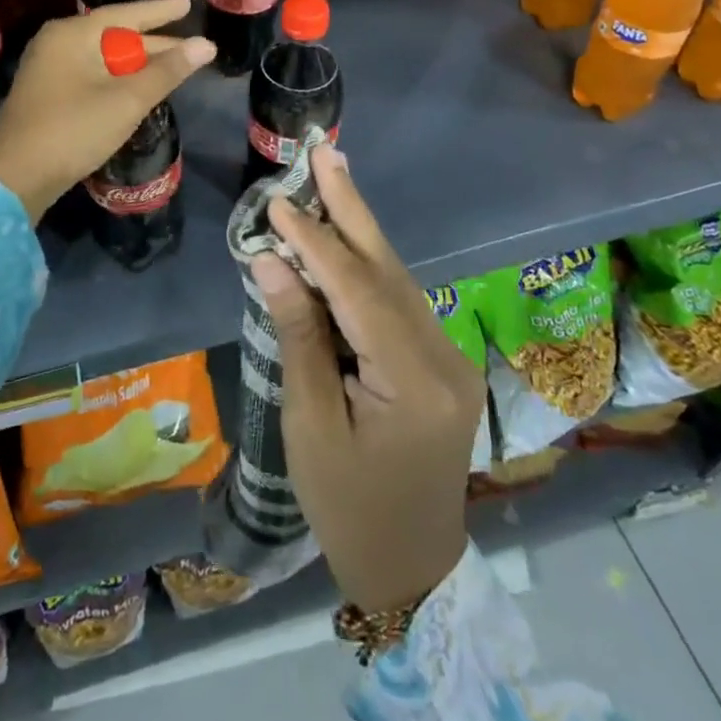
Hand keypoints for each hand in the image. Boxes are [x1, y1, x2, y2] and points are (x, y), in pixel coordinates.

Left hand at [0, 0, 214, 222]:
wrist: (16, 178)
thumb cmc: (74, 130)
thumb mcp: (127, 99)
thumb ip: (168, 71)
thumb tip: (206, 45)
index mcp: (72, 34)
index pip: (126, 14)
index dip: (161, 11)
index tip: (188, 4)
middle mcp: (56, 43)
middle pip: (114, 36)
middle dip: (154, 45)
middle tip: (191, 47)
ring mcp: (47, 69)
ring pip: (103, 59)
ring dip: (137, 65)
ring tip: (172, 68)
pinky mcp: (46, 94)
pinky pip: (90, 75)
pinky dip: (117, 79)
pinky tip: (137, 90)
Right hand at [250, 145, 481, 613]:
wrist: (411, 568)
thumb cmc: (348, 507)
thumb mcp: (310, 426)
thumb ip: (297, 336)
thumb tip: (272, 260)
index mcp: (414, 381)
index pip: (357, 290)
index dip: (316, 241)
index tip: (278, 201)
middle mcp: (443, 355)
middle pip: (388, 268)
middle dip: (352, 207)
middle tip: (326, 152)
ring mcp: (448, 355)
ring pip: (395, 277)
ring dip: (357, 229)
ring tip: (329, 177)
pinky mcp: (440, 359)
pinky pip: (397, 299)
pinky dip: (364, 265)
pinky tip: (342, 239)